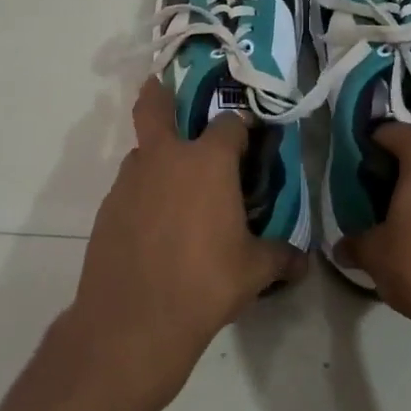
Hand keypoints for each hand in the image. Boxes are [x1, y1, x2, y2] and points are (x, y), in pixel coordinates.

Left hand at [63, 78, 307, 410]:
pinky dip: (143, 193)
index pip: (229, 124)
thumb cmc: (205, 283)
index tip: (249, 139)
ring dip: (156, 157)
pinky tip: (154, 225)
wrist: (134, 320)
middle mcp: (165, 159)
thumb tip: (303, 261)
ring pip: (142, 152)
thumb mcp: (254, 270)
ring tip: (175, 187)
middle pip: (155, 107)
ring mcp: (129, 182)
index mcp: (207, 162)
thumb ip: (280, 256)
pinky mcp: (107, 209)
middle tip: (166, 90)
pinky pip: (130, 188)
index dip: (241, 128)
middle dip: (160, 94)